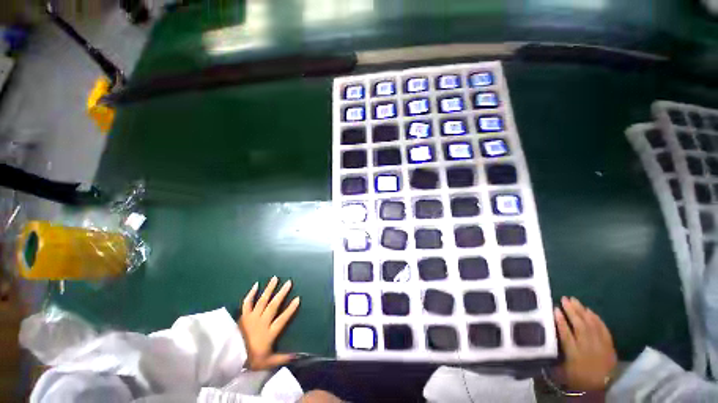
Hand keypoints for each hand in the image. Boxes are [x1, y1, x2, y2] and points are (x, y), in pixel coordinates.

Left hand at [239, 276, 299, 369]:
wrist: (228, 357)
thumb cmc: (250, 359)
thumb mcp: (267, 362)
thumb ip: (282, 358)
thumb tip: (298, 356)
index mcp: (269, 332)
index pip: (282, 319)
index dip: (291, 309)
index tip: (298, 298)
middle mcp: (262, 322)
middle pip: (273, 305)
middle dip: (282, 293)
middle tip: (289, 282)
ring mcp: (252, 317)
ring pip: (262, 301)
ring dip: (269, 289)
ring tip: (275, 278)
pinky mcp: (243, 315)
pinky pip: (247, 303)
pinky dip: (251, 293)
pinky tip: (256, 284)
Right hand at [554, 297, 617, 390]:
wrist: (598, 387)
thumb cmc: (576, 377)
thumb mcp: (563, 369)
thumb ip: (556, 353)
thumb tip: (545, 338)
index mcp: (574, 353)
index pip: (566, 334)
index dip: (560, 321)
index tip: (555, 308)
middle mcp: (587, 347)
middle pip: (580, 326)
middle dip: (572, 312)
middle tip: (564, 298)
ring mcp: (600, 345)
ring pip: (591, 325)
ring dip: (583, 311)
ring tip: (575, 300)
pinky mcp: (609, 345)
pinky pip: (603, 329)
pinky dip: (597, 319)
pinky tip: (590, 311)